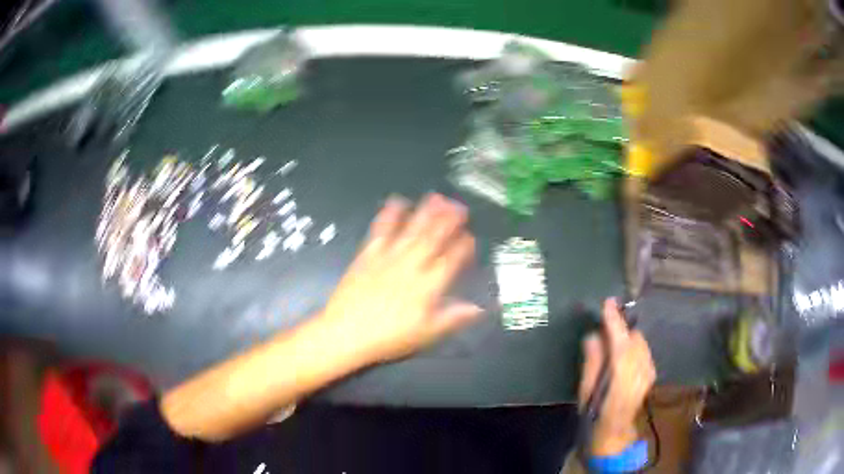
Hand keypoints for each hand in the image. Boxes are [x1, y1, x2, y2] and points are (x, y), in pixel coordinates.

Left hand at [319, 193, 482, 363]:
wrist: (346, 332)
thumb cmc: (389, 337)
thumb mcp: (426, 334)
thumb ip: (453, 318)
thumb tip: (480, 308)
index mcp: (428, 286)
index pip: (451, 261)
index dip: (463, 247)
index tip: (470, 237)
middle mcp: (411, 266)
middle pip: (433, 238)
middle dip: (448, 221)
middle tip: (459, 206)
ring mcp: (388, 257)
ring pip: (411, 229)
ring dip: (425, 212)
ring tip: (437, 197)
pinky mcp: (368, 254)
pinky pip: (381, 230)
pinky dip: (390, 214)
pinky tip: (397, 202)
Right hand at [578, 299, 655, 455]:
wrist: (615, 430)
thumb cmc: (595, 413)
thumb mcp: (586, 391)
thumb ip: (592, 362)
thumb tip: (593, 335)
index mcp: (622, 377)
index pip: (621, 342)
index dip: (614, 321)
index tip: (608, 302)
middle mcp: (640, 371)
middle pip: (634, 338)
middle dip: (621, 330)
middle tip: (604, 328)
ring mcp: (649, 372)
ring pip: (640, 343)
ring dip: (627, 337)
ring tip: (613, 343)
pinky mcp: (651, 372)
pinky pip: (643, 350)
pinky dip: (633, 346)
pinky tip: (624, 355)